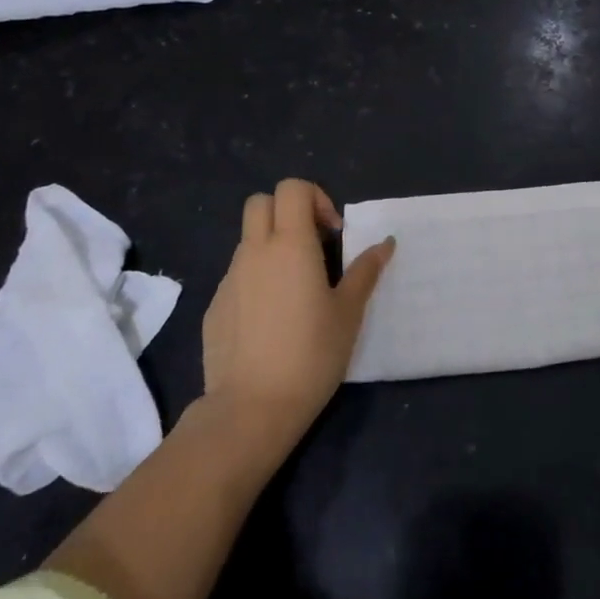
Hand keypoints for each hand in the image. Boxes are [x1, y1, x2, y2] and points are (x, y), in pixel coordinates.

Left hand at [201, 178, 393, 448]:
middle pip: (260, 202)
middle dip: (287, 211)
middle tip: (312, 245)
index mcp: (290, 245)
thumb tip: (385, 243)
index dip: (315, 198)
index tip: (332, 233)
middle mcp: (254, 252)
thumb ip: (365, 271)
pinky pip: (237, 275)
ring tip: (295, 288)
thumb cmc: (311, 354)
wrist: (251, 409)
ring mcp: (229, 279)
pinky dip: (256, 279)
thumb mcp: (349, 312)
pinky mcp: (214, 306)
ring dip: (272, 246)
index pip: (292, 188)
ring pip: (248, 240)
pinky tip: (271, 319)